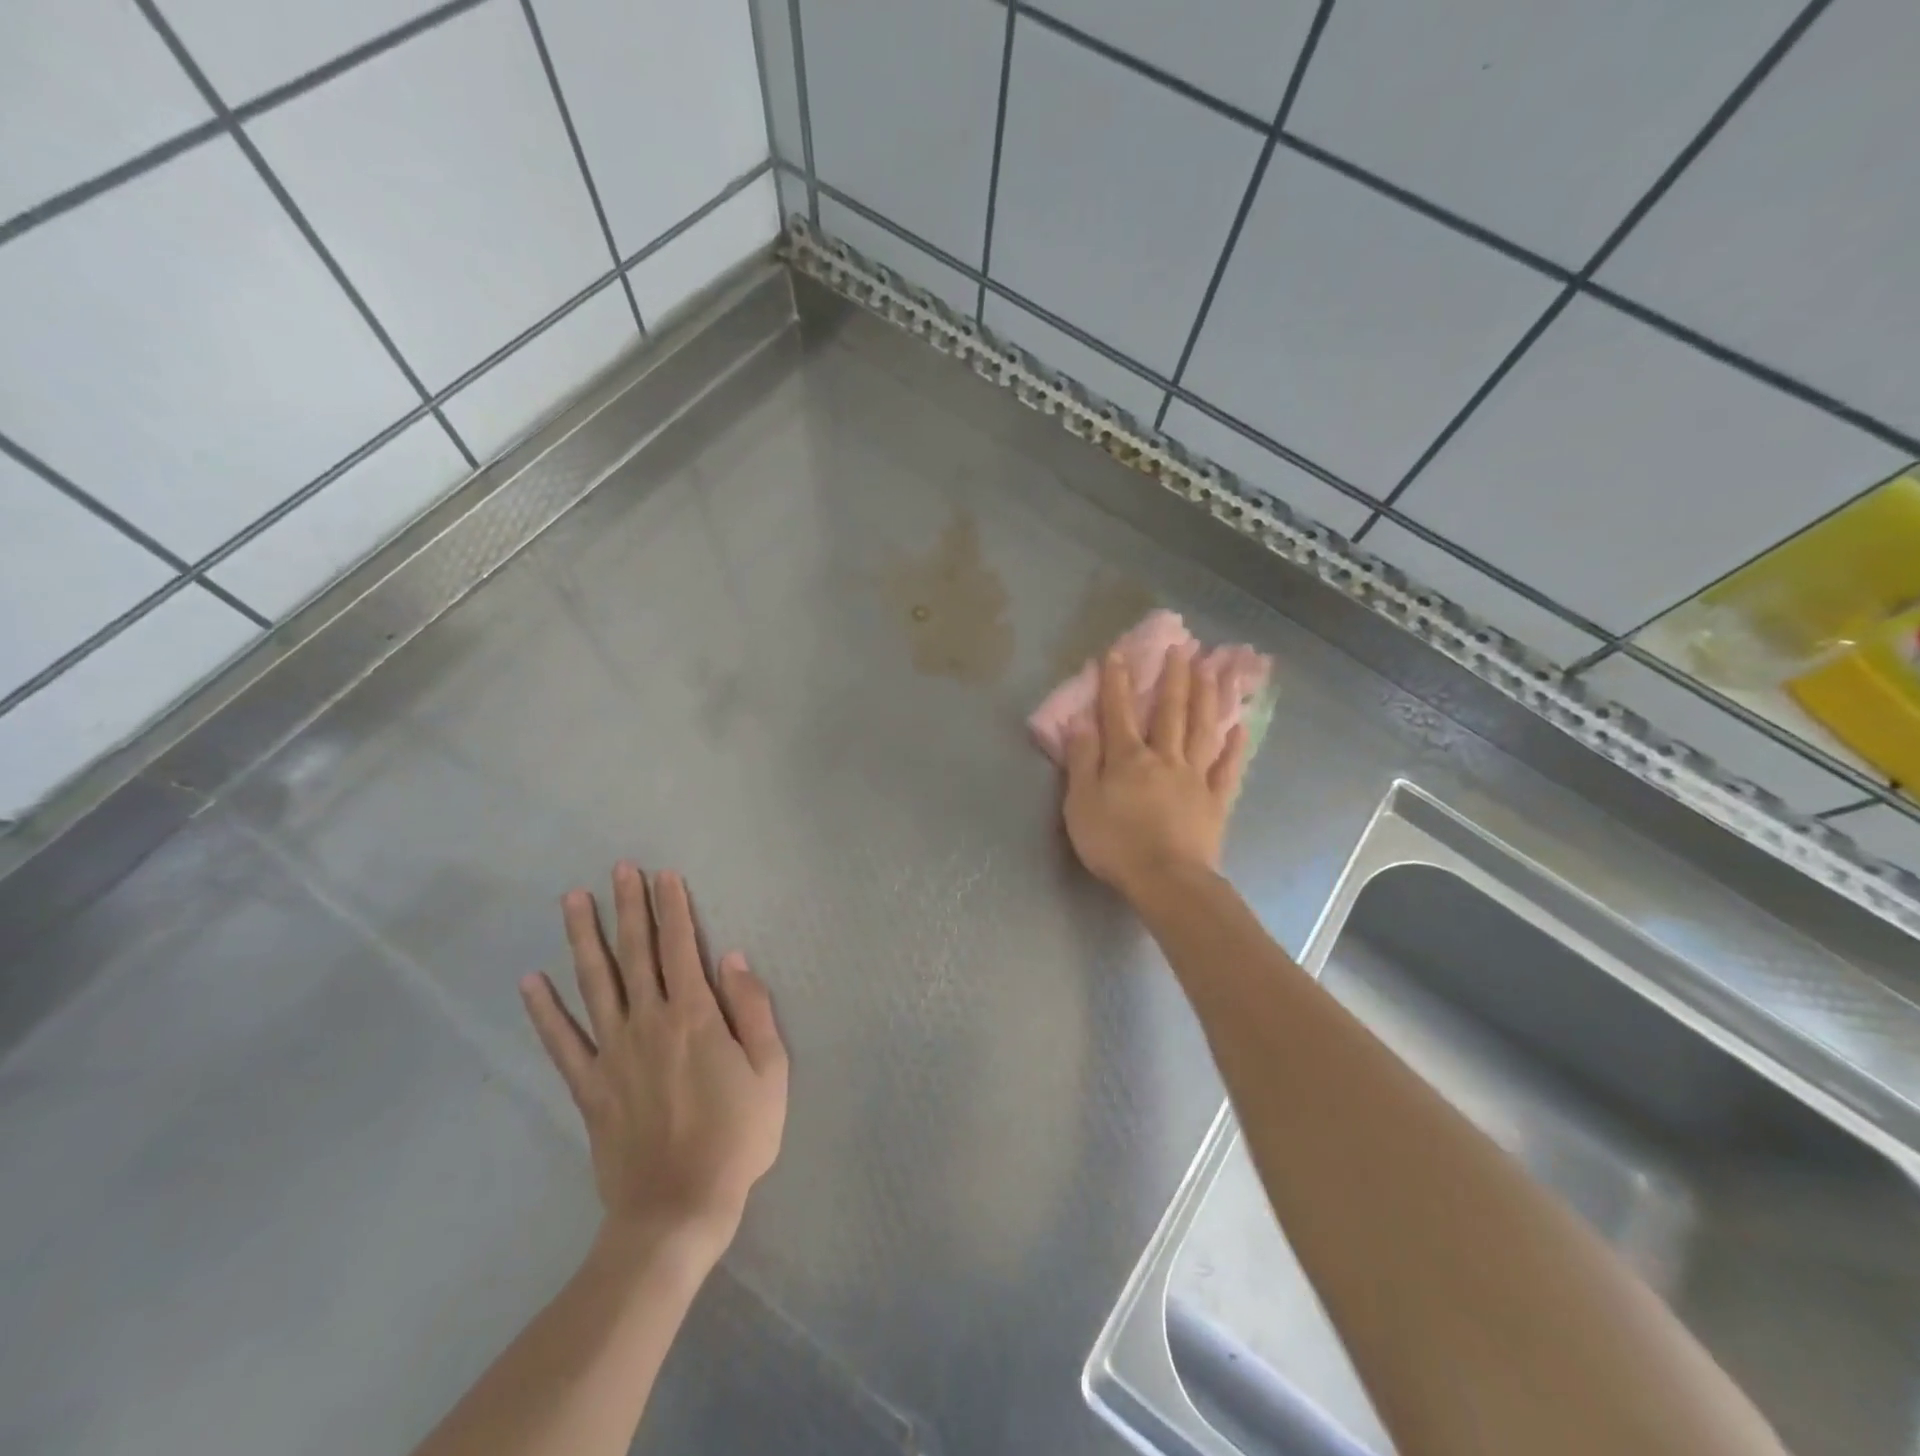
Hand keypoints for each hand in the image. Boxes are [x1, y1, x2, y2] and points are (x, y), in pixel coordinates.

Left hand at [519, 865, 787, 1260]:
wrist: (678, 1210)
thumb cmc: (737, 1137)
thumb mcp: (771, 1071)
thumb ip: (753, 1009)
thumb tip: (731, 958)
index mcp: (695, 1016)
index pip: (681, 947)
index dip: (673, 907)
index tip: (664, 874)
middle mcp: (649, 1022)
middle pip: (636, 953)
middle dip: (629, 907)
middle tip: (619, 869)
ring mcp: (612, 1053)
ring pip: (595, 983)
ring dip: (584, 938)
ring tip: (571, 900)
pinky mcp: (589, 1087)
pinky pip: (562, 1042)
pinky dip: (544, 1011)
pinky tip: (530, 981)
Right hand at [1063, 645, 1248, 901]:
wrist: (1166, 880)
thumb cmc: (1115, 843)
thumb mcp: (1081, 803)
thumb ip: (1082, 761)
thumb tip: (1079, 723)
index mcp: (1128, 758)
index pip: (1119, 712)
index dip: (1117, 682)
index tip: (1118, 652)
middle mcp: (1164, 758)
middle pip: (1169, 711)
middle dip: (1173, 677)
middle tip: (1181, 647)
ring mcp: (1194, 777)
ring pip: (1202, 729)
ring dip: (1208, 697)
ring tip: (1214, 669)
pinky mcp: (1215, 801)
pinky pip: (1227, 768)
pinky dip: (1235, 746)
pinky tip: (1240, 726)